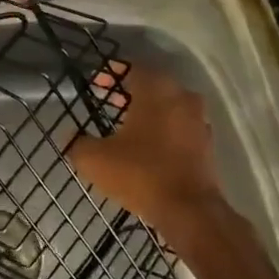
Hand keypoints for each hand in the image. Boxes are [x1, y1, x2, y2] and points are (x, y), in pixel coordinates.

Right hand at [69, 62, 223, 232]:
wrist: (190, 211)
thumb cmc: (140, 174)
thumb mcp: (94, 159)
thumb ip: (78, 143)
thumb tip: (71, 138)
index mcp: (156, 90)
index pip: (133, 67)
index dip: (111, 73)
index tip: (95, 83)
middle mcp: (182, 97)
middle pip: (153, 84)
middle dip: (129, 91)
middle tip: (107, 101)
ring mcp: (198, 121)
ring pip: (169, 105)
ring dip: (148, 110)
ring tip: (124, 124)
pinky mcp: (206, 144)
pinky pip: (179, 126)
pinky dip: (163, 129)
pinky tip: (146, 146)